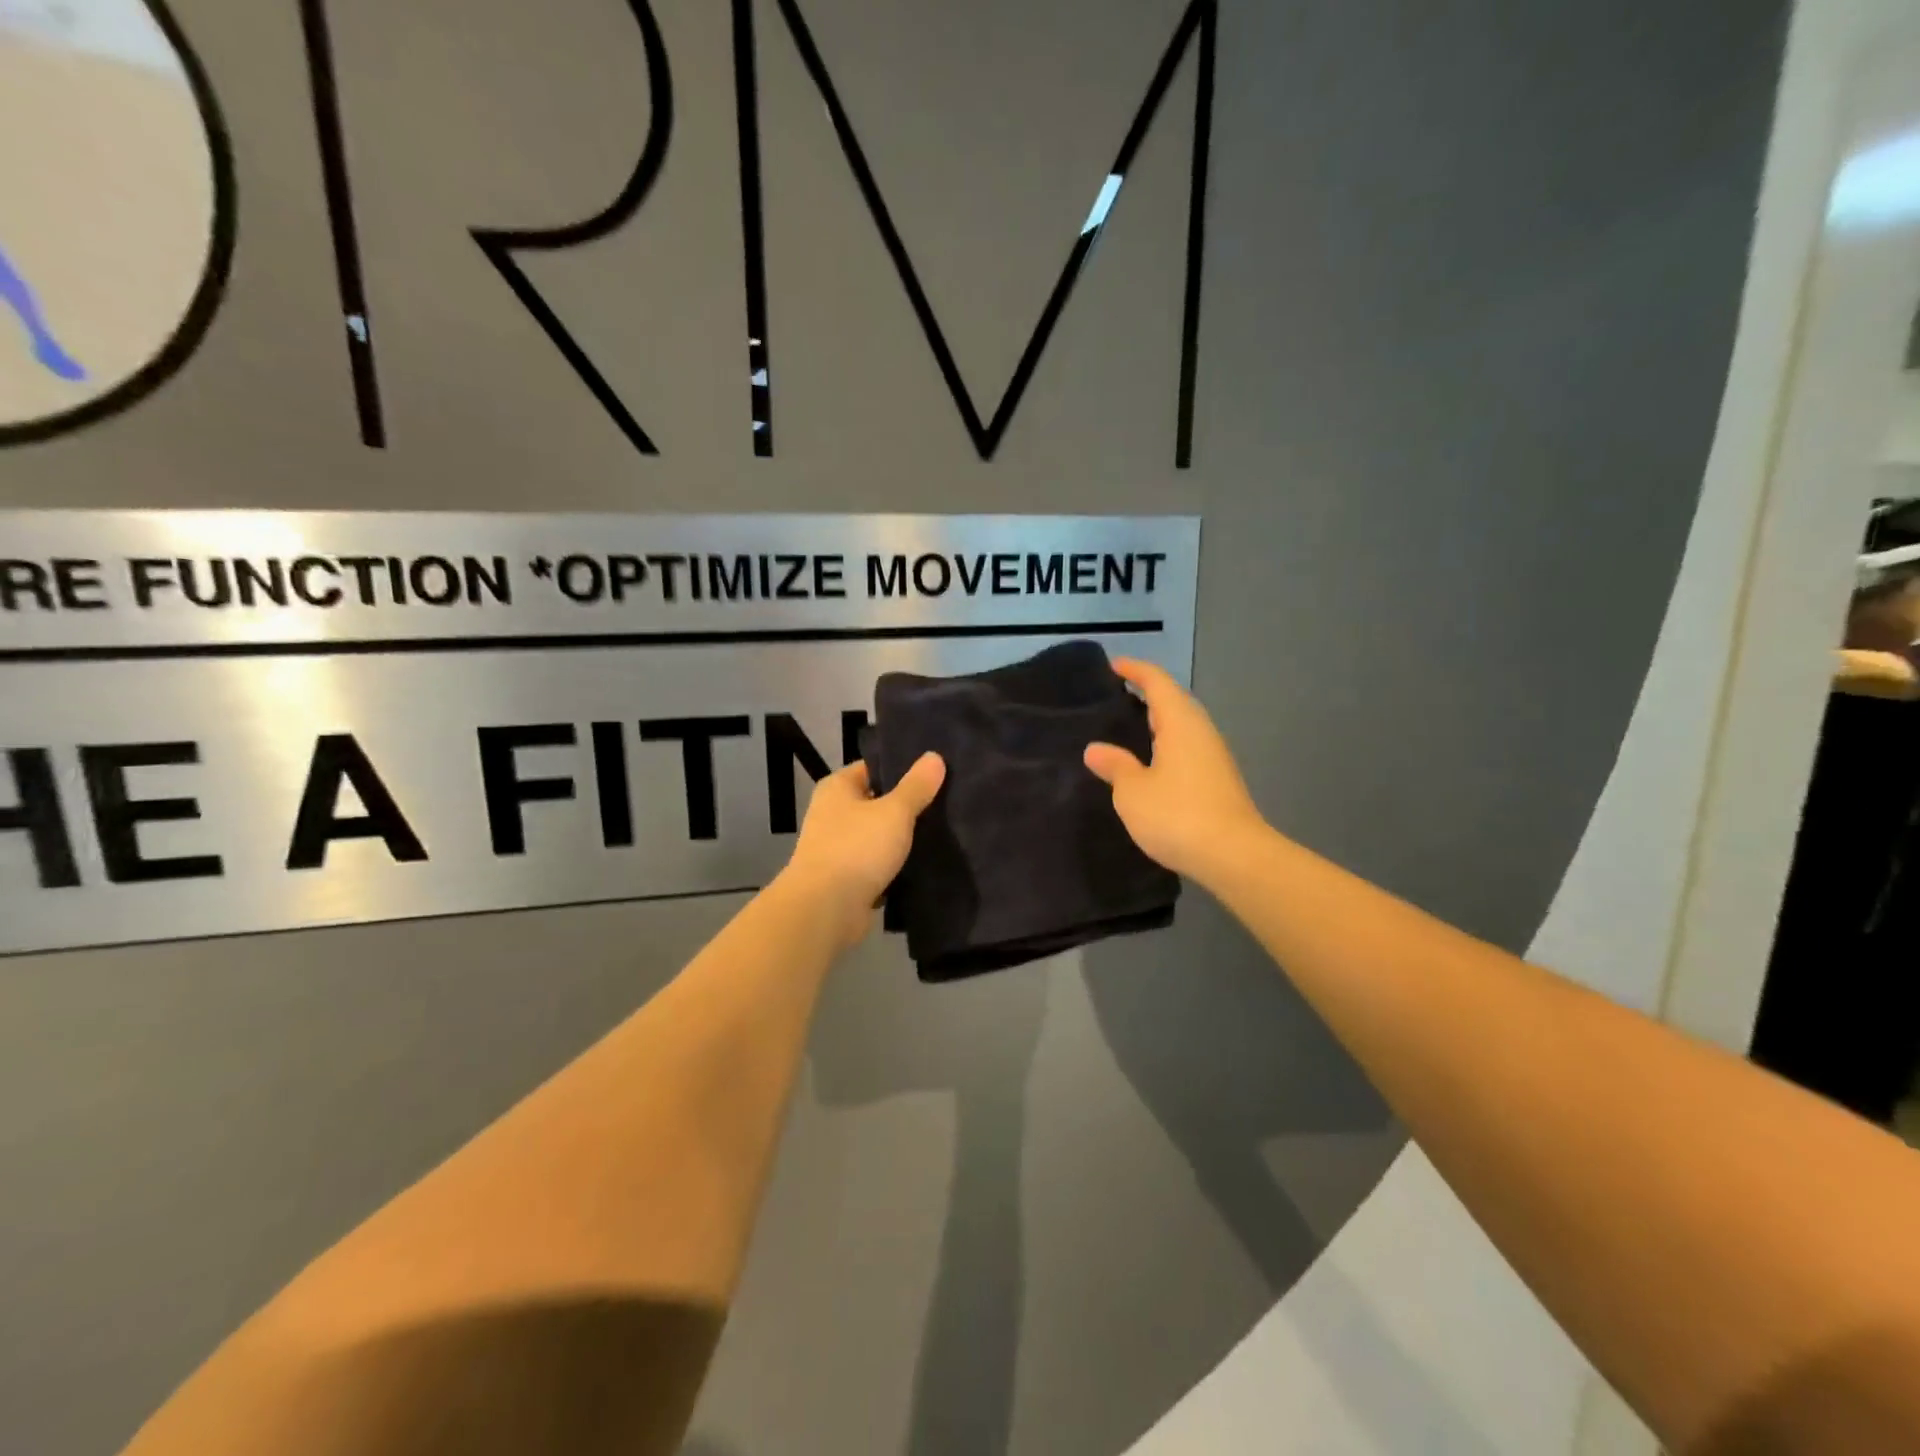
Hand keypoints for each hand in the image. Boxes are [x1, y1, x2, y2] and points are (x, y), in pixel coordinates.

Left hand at [780, 754, 945, 947]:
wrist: (825, 910)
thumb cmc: (856, 848)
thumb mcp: (894, 811)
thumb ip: (916, 786)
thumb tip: (934, 756)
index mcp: (837, 787)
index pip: (875, 767)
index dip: (904, 767)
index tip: (938, 771)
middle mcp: (834, 813)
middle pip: (879, 802)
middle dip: (910, 805)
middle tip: (949, 801)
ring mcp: (839, 848)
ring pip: (881, 836)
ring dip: (905, 839)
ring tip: (946, 832)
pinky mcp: (848, 879)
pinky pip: (879, 865)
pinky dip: (898, 866)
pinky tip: (927, 864)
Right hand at [1084, 659, 1266, 884]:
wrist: (1234, 856)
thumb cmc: (1178, 815)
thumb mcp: (1133, 791)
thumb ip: (1115, 766)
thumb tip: (1096, 749)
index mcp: (1180, 723)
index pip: (1157, 682)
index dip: (1135, 670)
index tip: (1112, 665)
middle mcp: (1201, 732)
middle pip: (1173, 701)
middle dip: (1146, 694)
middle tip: (1114, 698)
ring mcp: (1214, 756)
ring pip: (1182, 726)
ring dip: (1157, 721)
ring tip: (1127, 729)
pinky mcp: (1218, 780)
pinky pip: (1187, 748)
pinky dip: (1166, 744)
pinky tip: (1150, 763)